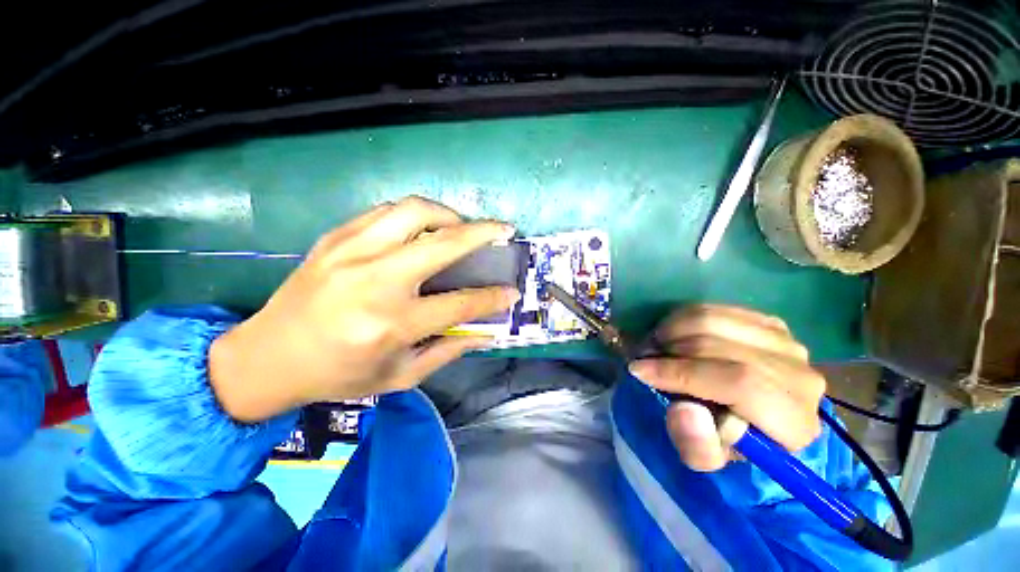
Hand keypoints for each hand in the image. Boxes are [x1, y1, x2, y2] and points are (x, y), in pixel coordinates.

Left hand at [209, 196, 519, 422]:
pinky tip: (424, 227)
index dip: (493, 297)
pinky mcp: (336, 237)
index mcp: (392, 324)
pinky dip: (415, 215)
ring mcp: (352, 252)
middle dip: (483, 233)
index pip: (460, 304)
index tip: (512, 291)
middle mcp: (376, 281)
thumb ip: (449, 351)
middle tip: (503, 230)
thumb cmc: (339, 374)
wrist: (268, 357)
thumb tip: (486, 332)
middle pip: (444, 243)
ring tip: (460, 226)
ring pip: (415, 211)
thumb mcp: (400, 376)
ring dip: (449, 214)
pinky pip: (386, 211)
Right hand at [628, 305, 824, 471]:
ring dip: (671, 331)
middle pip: (721, 347)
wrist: (752, 417)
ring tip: (655, 348)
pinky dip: (681, 319)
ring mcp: (786, 343)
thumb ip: (696, 445)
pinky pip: (713, 309)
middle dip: (669, 351)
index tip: (640, 371)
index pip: (739, 383)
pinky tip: (672, 337)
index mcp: (794, 423)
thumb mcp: (705, 458)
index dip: (682, 373)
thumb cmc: (726, 441)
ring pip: (713, 321)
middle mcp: (801, 376)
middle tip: (642, 359)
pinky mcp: (769, 323)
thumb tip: (684, 409)